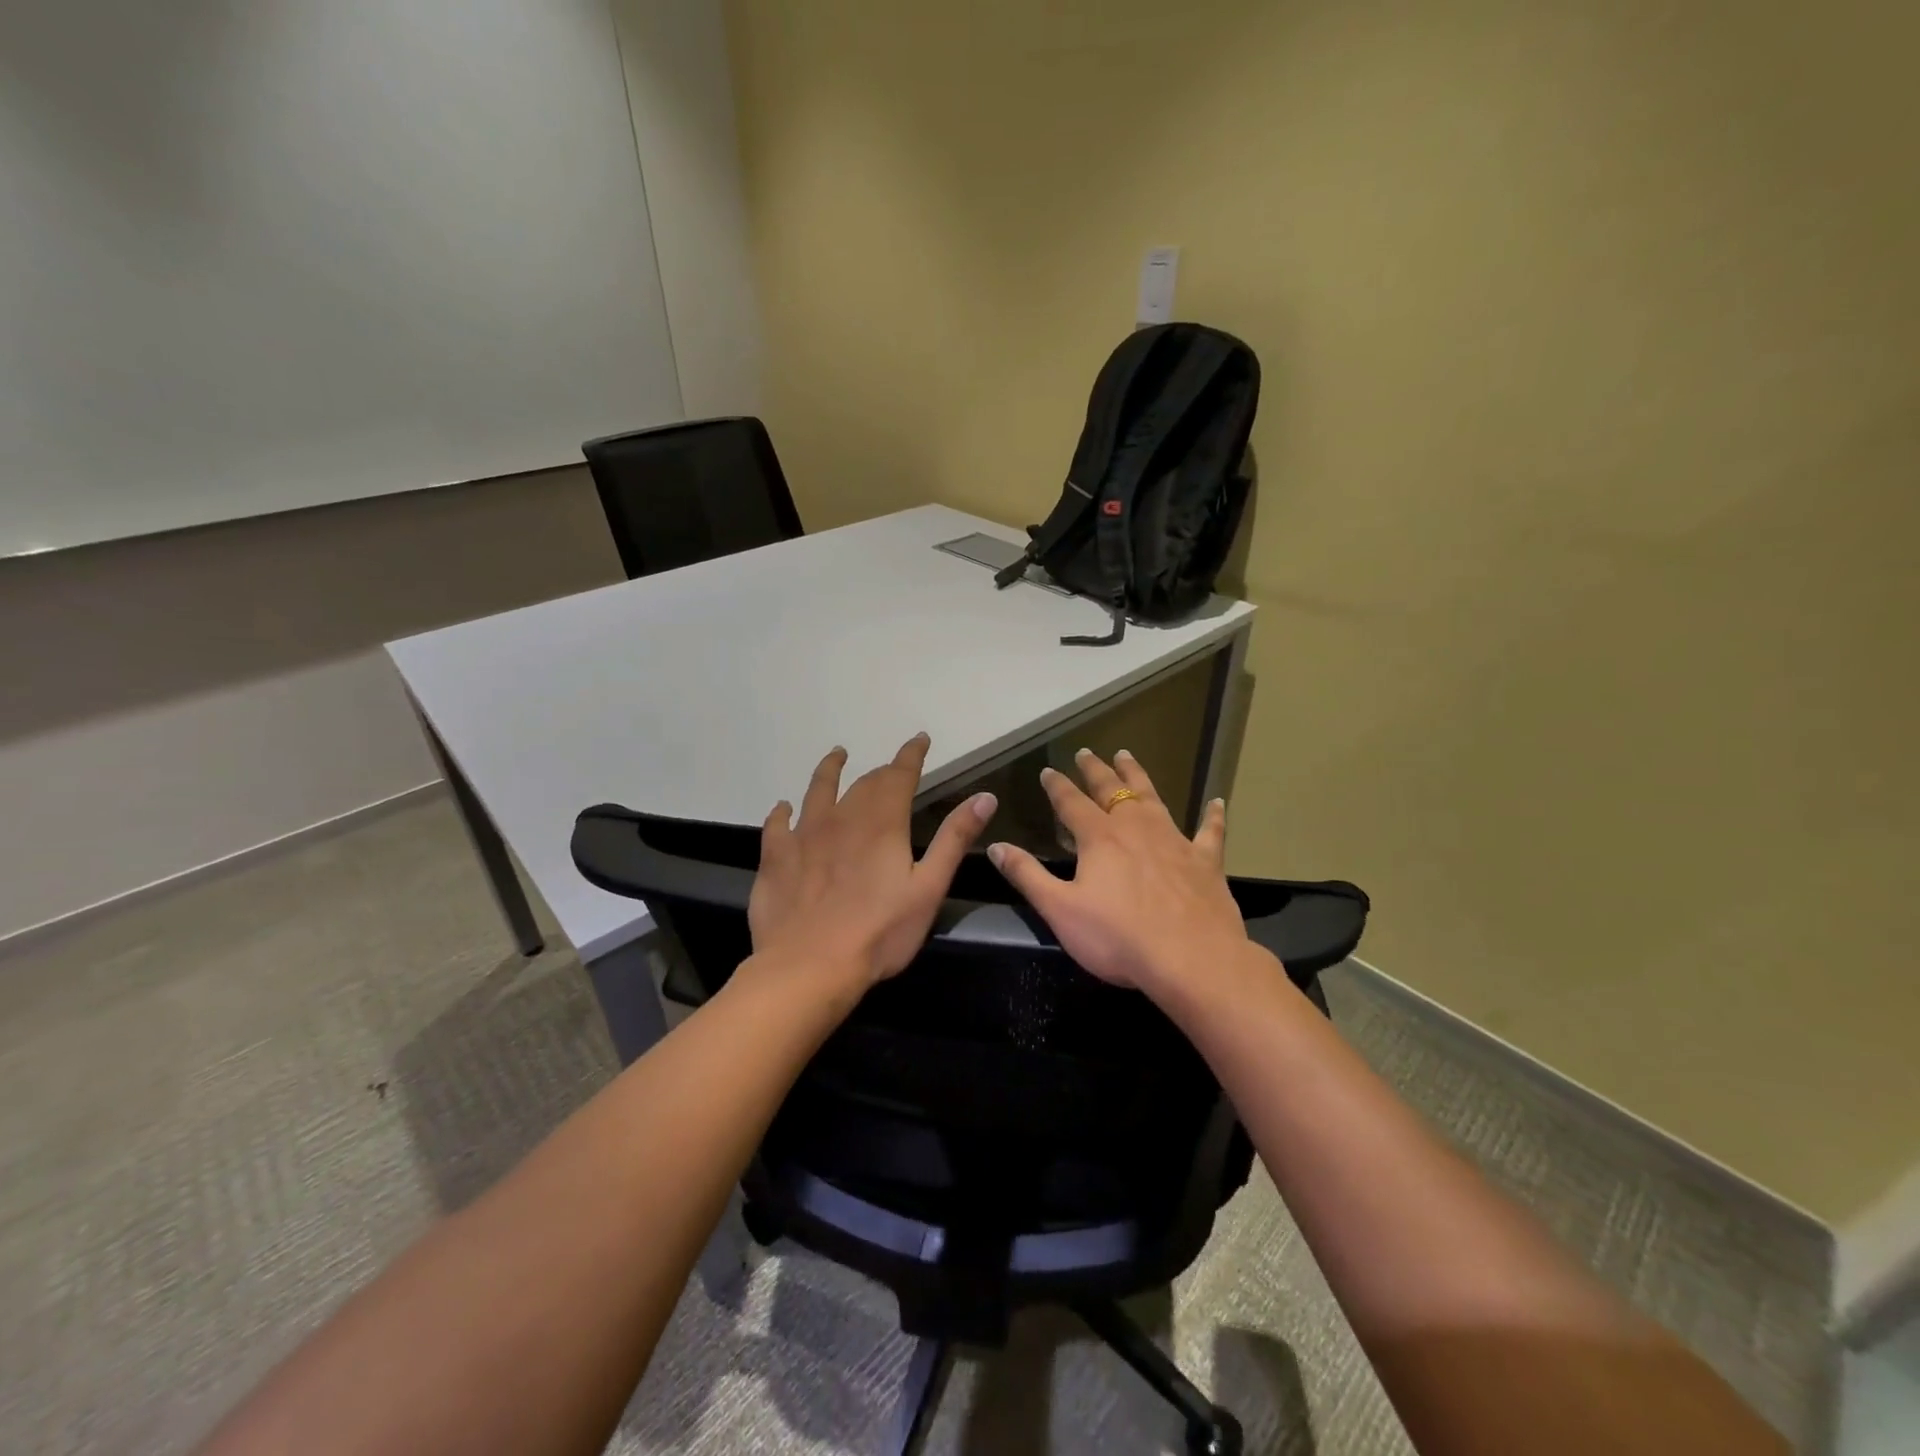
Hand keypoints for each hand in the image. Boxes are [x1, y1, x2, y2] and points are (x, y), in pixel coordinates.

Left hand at [749, 734, 997, 987]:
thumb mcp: (929, 888)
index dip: (911, 754)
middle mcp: (842, 818)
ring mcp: (804, 835)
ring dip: (829, 770)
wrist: (809, 967)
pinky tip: (784, 809)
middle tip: (890, 768)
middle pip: (863, 784)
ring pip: (817, 790)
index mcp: (882, 823)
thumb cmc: (880, 932)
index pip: (899, 775)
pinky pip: (777, 824)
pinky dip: (783, 812)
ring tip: (836, 755)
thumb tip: (985, 796)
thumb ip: (954, 839)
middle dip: (881, 771)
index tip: (919, 739)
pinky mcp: (776, 857)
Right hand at [987, 749, 1248, 996]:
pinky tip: (1218, 803)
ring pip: (1153, 797)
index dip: (1057, 786)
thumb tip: (995, 845)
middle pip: (1112, 789)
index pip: (1071, 803)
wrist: (1191, 959)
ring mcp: (1174, 841)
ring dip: (1138, 775)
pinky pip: (1210, 832)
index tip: (1048, 770)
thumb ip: (1027, 875)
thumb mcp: (1060, 909)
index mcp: (1099, 838)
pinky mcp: (1205, 861)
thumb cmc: (1118, 937)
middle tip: (1086, 752)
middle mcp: (1136, 828)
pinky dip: (1213, 817)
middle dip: (1096, 770)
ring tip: (1127, 755)